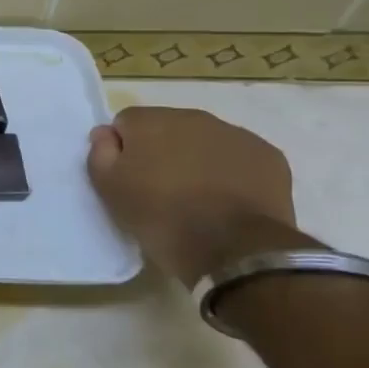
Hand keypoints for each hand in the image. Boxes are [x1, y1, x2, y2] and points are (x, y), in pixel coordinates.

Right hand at [86, 106, 298, 285]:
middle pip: (168, 128)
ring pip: (205, 141)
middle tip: (163, 191)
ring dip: (198, 160)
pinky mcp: (269, 156)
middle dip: (163, 151)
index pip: (126, 123)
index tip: (130, 179)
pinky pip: (240, 158)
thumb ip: (99, 153)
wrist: (234, 250)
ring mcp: (235, 134)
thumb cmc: (161, 218)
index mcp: (149, 121)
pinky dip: (233, 172)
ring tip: (199, 198)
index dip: (125, 150)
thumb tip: (106, 133)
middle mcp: (192, 117)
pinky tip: (230, 200)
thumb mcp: (109, 190)